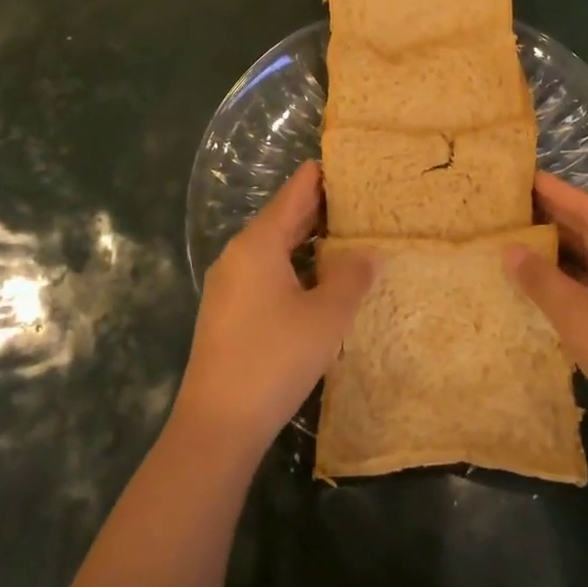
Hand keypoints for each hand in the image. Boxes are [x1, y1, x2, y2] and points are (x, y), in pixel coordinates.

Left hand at [176, 161, 372, 452]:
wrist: (218, 423)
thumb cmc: (276, 358)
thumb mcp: (327, 316)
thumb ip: (352, 277)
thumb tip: (369, 254)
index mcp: (258, 244)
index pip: (294, 194)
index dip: (321, 176)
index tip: (348, 163)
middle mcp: (238, 256)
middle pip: (282, 219)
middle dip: (318, 209)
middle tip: (360, 199)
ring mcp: (228, 285)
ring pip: (273, 249)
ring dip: (307, 242)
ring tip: (346, 236)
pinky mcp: (227, 312)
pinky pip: (265, 273)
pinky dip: (293, 267)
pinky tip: (317, 281)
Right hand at [508, 171, 587, 457]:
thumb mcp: (579, 316)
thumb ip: (540, 278)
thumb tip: (509, 248)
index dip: (555, 191)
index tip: (521, 175)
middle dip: (555, 221)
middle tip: (510, 206)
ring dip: (562, 254)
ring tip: (518, 240)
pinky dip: (574, 282)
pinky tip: (545, 285)